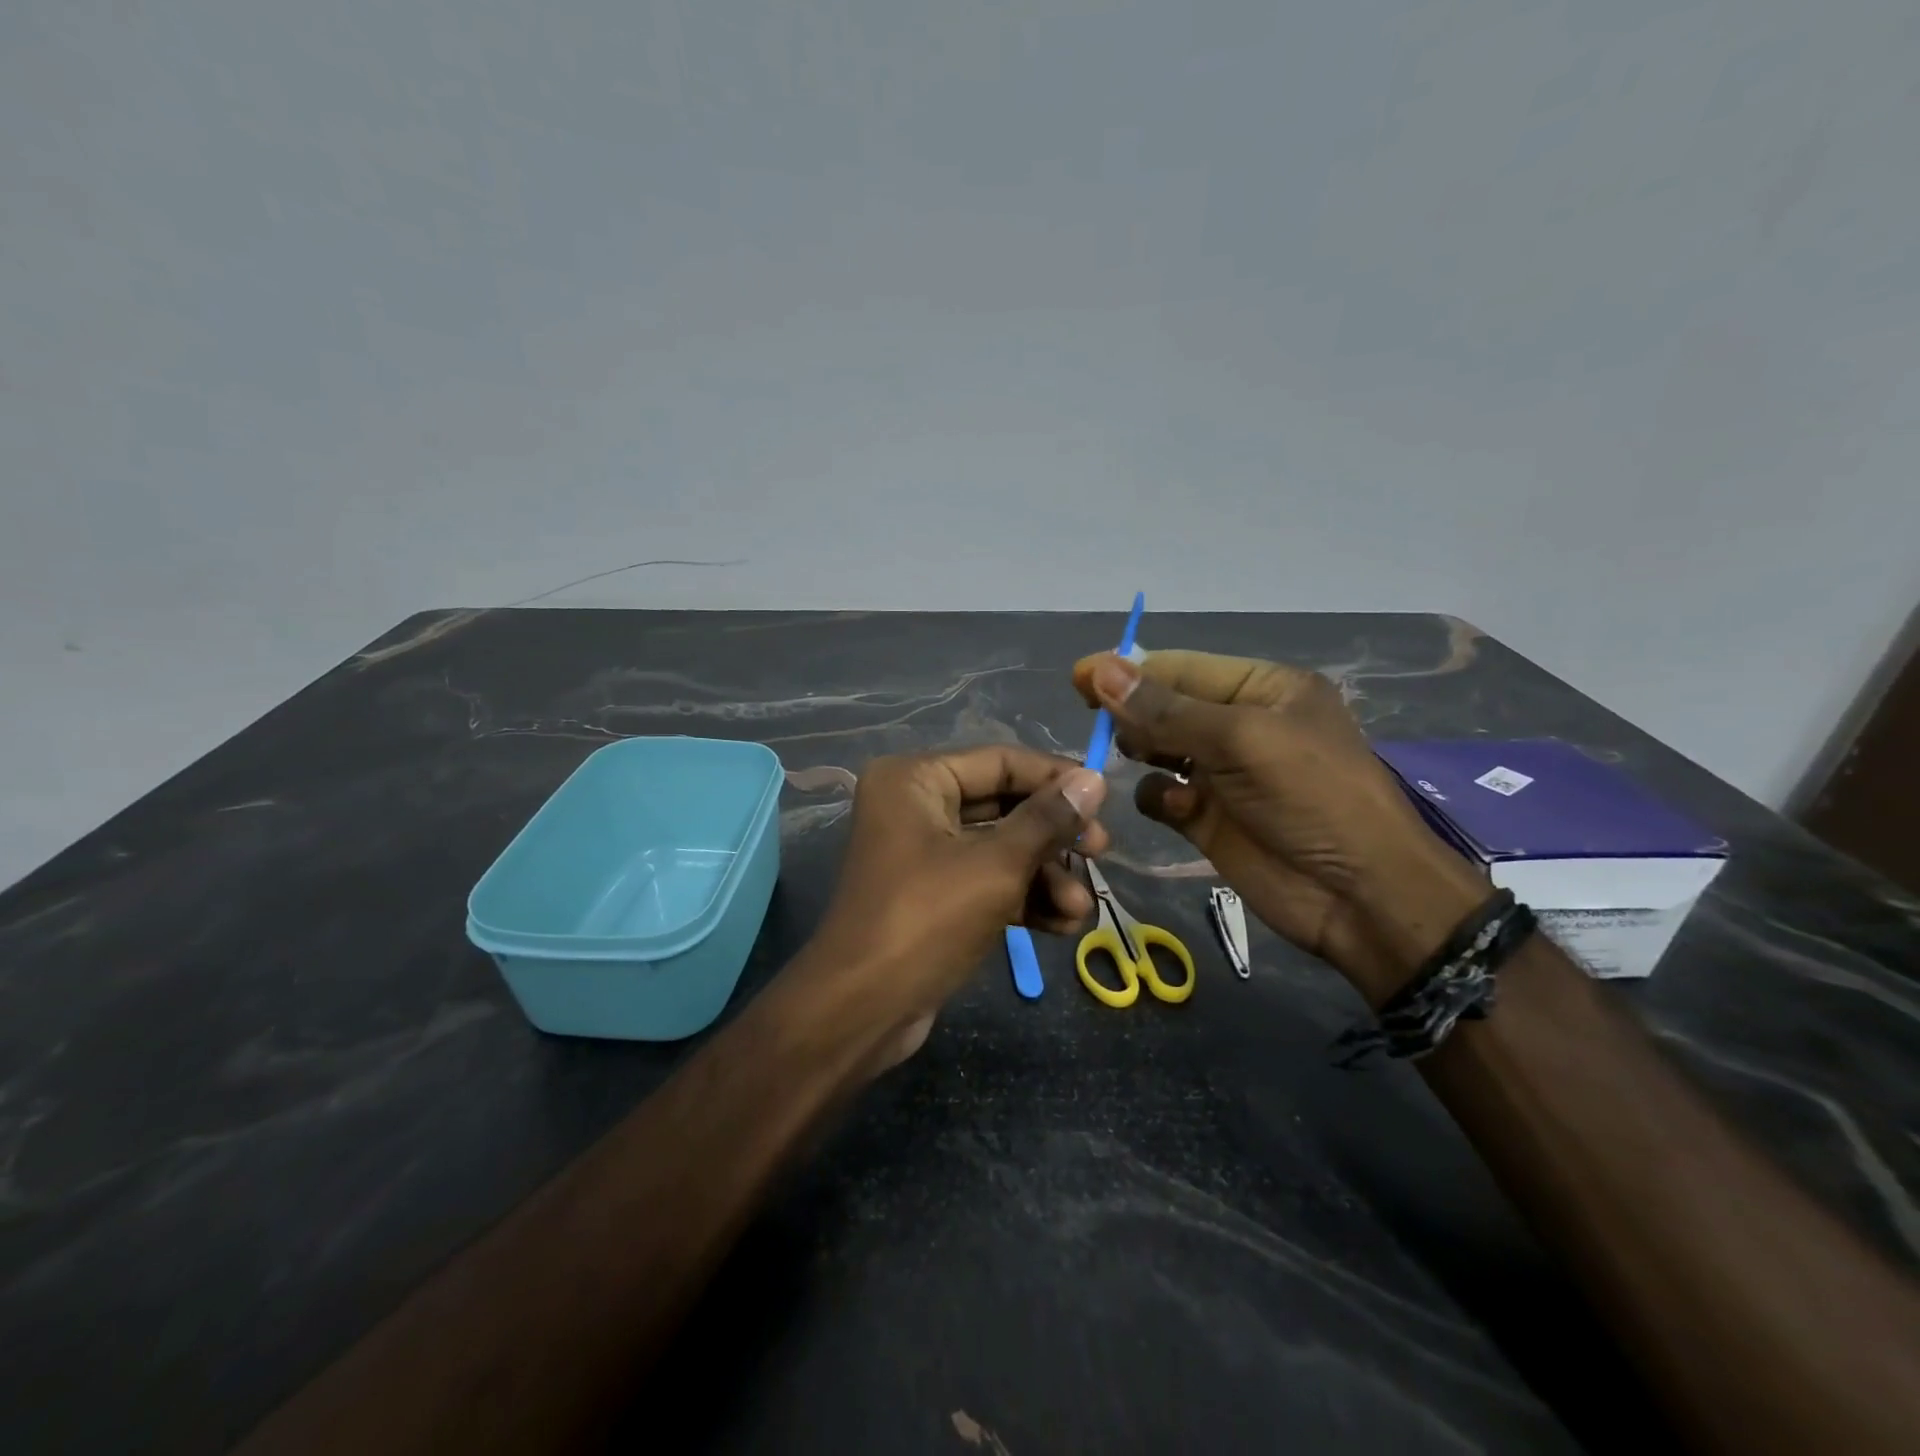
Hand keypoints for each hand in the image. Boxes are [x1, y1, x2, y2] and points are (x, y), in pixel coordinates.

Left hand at [800, 747, 1108, 1068]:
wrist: (862, 1010)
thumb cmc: (927, 920)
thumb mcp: (996, 866)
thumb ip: (1048, 820)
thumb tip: (1094, 779)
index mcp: (915, 779)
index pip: (1000, 761)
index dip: (1056, 778)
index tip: (1105, 800)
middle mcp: (914, 806)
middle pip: (1003, 806)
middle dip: (1054, 837)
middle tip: (1101, 854)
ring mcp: (922, 853)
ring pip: (999, 849)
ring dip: (1044, 877)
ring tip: (1080, 911)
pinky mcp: (931, 895)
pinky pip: (985, 881)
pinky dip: (1021, 899)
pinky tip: (1061, 927)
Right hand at [1073, 650, 1486, 1004]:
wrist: (1359, 898)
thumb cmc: (1310, 798)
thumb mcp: (1241, 740)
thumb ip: (1166, 710)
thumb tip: (1100, 669)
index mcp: (1261, 689)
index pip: (1182, 668)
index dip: (1129, 670)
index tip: (1078, 677)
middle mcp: (1239, 725)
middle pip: (1165, 706)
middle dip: (1133, 712)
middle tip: (1097, 723)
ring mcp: (1222, 774)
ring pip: (1157, 749)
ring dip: (1140, 752)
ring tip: (1134, 759)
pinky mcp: (1207, 818)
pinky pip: (1162, 795)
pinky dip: (1159, 799)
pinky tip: (1176, 810)